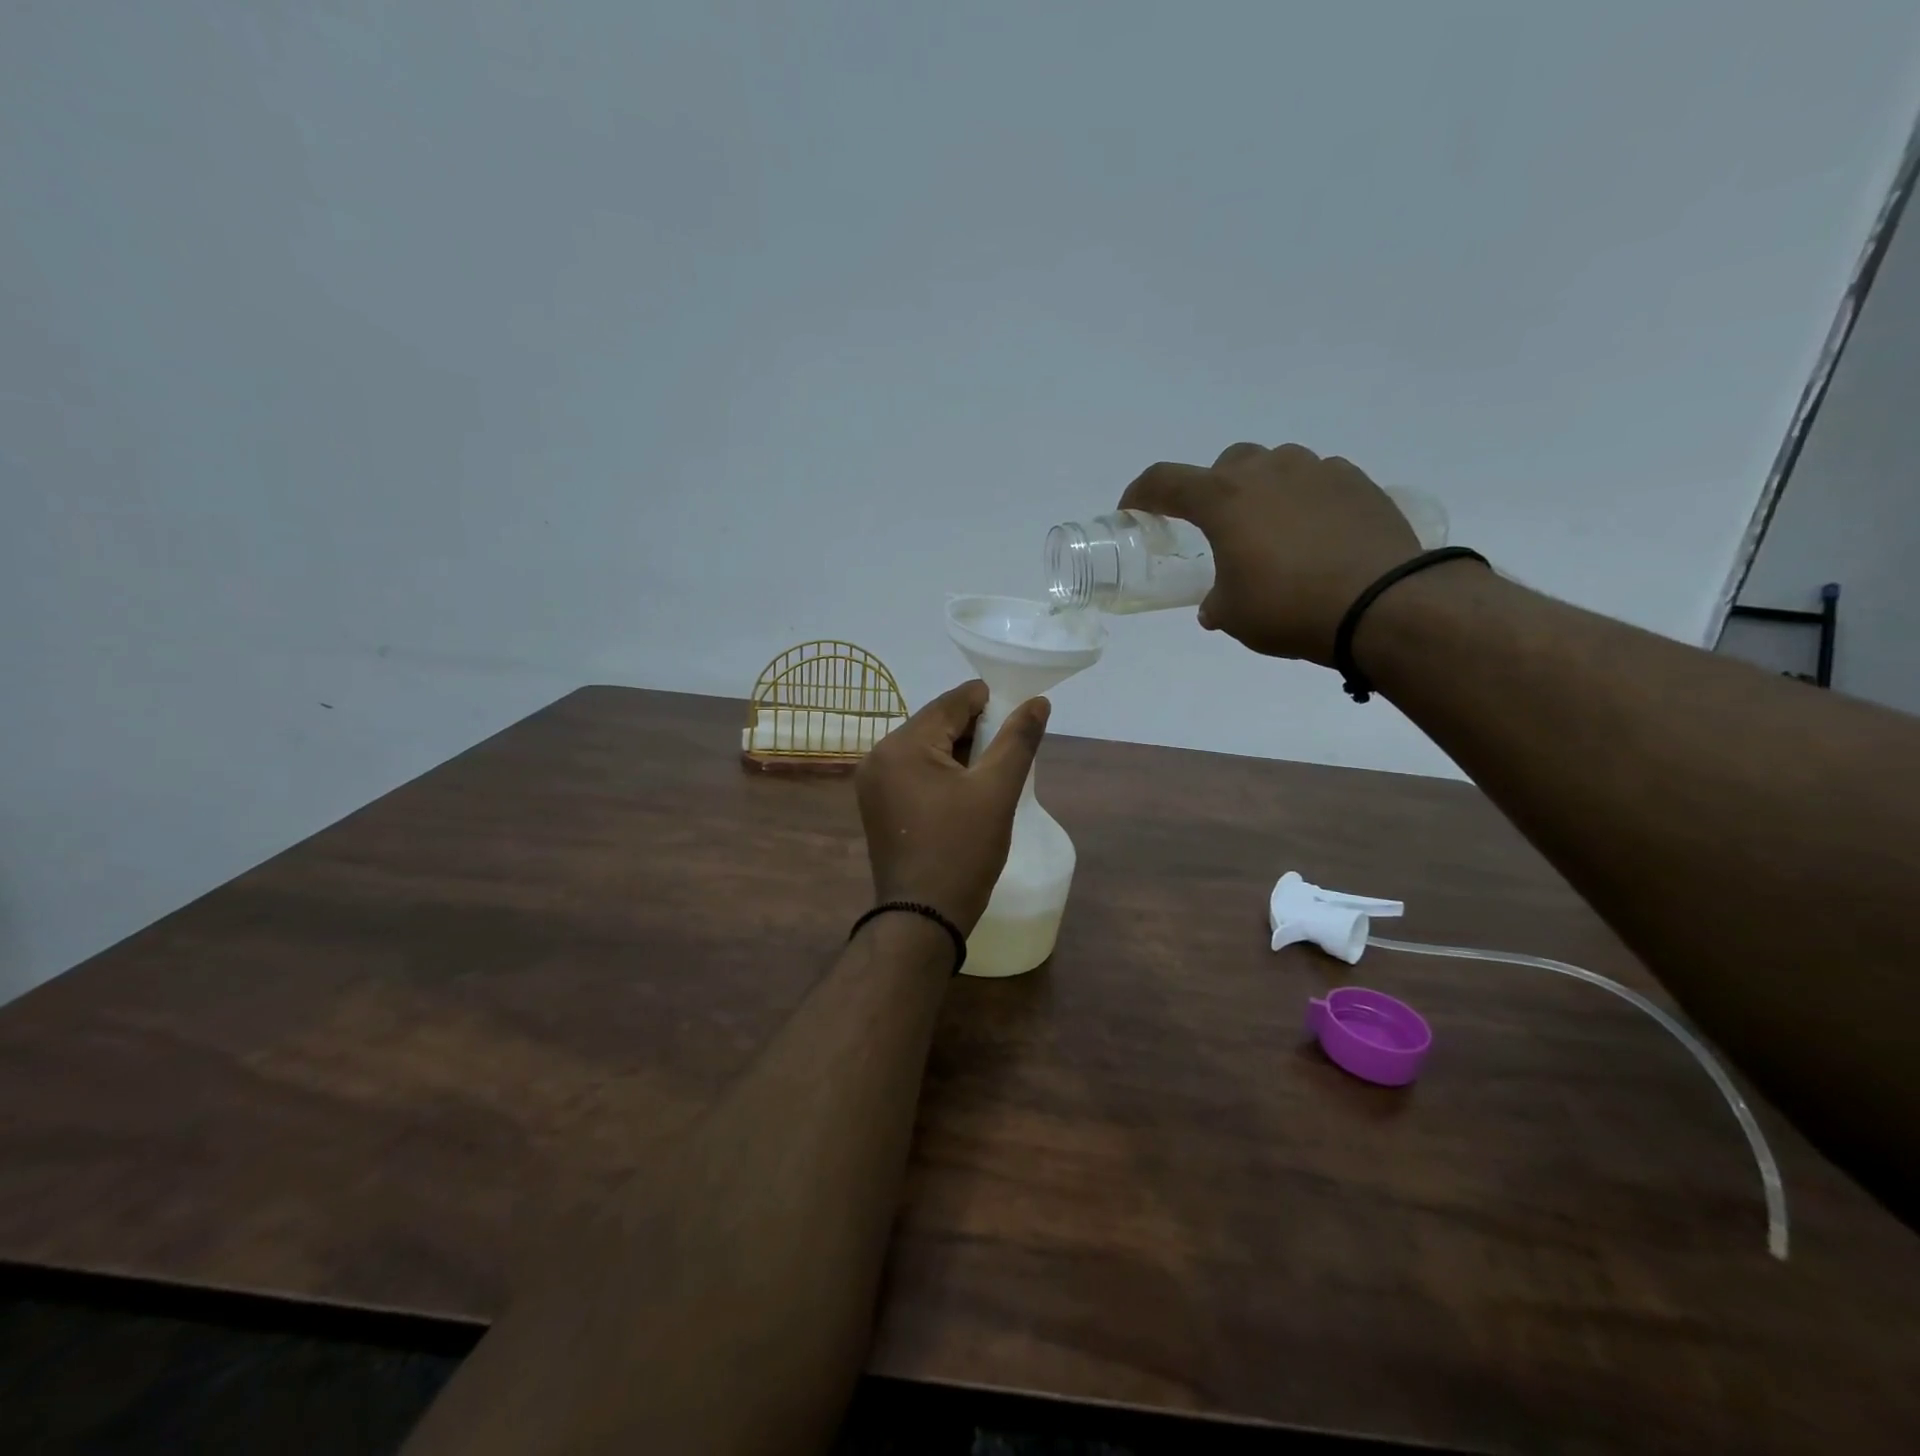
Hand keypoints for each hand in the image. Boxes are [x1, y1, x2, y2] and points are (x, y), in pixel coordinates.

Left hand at [855, 680, 1049, 932]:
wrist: (923, 918)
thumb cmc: (962, 851)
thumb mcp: (997, 791)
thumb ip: (1018, 740)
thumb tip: (1038, 702)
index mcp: (902, 745)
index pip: (950, 703)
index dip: (988, 701)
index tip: (1019, 713)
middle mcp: (879, 756)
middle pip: (935, 724)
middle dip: (974, 730)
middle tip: (1010, 747)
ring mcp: (873, 783)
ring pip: (925, 749)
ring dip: (960, 752)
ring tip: (994, 770)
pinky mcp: (878, 805)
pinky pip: (914, 772)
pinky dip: (942, 772)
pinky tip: (967, 789)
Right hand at [1118, 443, 1423, 665]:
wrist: (1383, 603)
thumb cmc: (1289, 608)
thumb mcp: (1234, 615)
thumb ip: (1216, 602)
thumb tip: (1214, 606)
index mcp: (1223, 499)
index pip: (1164, 481)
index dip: (1141, 494)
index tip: (1133, 510)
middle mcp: (1267, 471)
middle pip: (1227, 465)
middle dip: (1214, 490)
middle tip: (1217, 528)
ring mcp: (1317, 470)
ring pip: (1276, 466)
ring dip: (1263, 491)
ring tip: (1272, 532)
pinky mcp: (1357, 482)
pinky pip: (1318, 480)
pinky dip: (1305, 499)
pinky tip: (1315, 533)